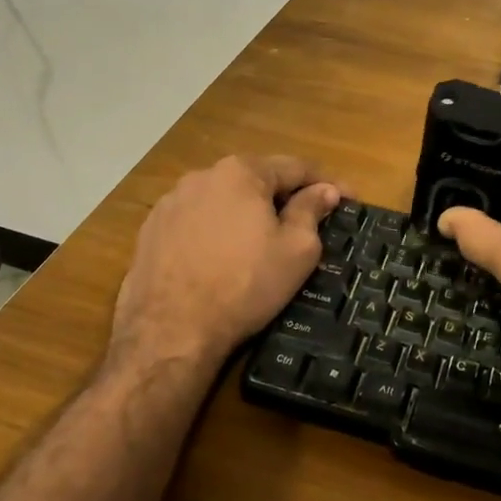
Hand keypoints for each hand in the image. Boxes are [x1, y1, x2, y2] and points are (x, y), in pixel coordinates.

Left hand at [110, 154, 339, 377]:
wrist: (170, 332)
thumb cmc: (244, 285)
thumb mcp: (296, 250)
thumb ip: (311, 211)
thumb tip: (324, 190)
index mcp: (241, 172)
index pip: (295, 167)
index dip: (326, 183)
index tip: (348, 200)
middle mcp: (202, 175)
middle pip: (256, 180)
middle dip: (284, 197)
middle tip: (308, 222)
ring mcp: (170, 202)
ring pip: (223, 200)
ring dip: (247, 213)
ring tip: (262, 243)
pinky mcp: (151, 230)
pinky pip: (196, 221)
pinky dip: (215, 232)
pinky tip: (222, 259)